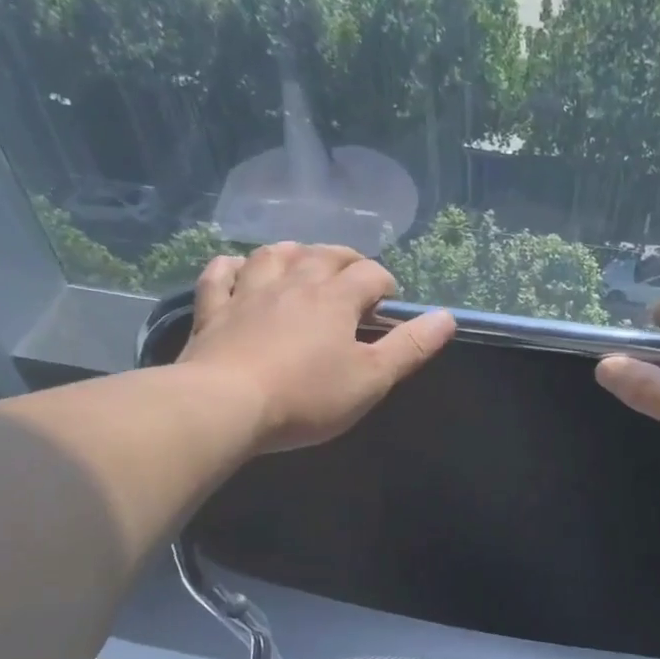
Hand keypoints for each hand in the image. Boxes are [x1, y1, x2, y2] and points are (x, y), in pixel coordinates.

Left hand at [178, 243, 455, 452]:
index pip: (369, 274)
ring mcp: (249, 293)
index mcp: (335, 299)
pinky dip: (231, 267)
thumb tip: (446, 317)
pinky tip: (237, 269)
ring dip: (293, 253)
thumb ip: (410, 347)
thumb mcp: (371, 379)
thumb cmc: (306, 397)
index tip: (390, 301)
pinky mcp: (213, 312)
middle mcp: (293, 283)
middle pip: (324, 255)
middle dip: (345, 260)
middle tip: (354, 275)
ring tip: (302, 261)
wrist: (225, 405)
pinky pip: (220, 276)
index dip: (385, 282)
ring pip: (273, 255)